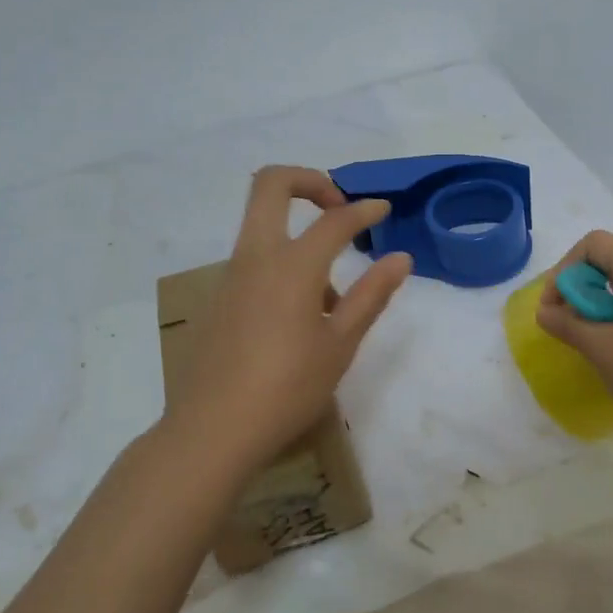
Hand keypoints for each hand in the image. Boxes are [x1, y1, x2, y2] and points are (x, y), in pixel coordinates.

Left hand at [163, 166, 411, 473]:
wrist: (212, 431)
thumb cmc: (287, 389)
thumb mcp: (340, 345)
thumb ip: (371, 295)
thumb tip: (400, 258)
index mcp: (292, 265)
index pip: (334, 220)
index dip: (364, 210)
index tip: (383, 210)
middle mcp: (256, 257)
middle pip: (271, 184)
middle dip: (309, 181)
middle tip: (338, 208)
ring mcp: (230, 276)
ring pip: (262, 227)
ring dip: (298, 237)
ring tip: (329, 301)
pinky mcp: (217, 299)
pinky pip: (252, 263)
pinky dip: (281, 268)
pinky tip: (297, 322)